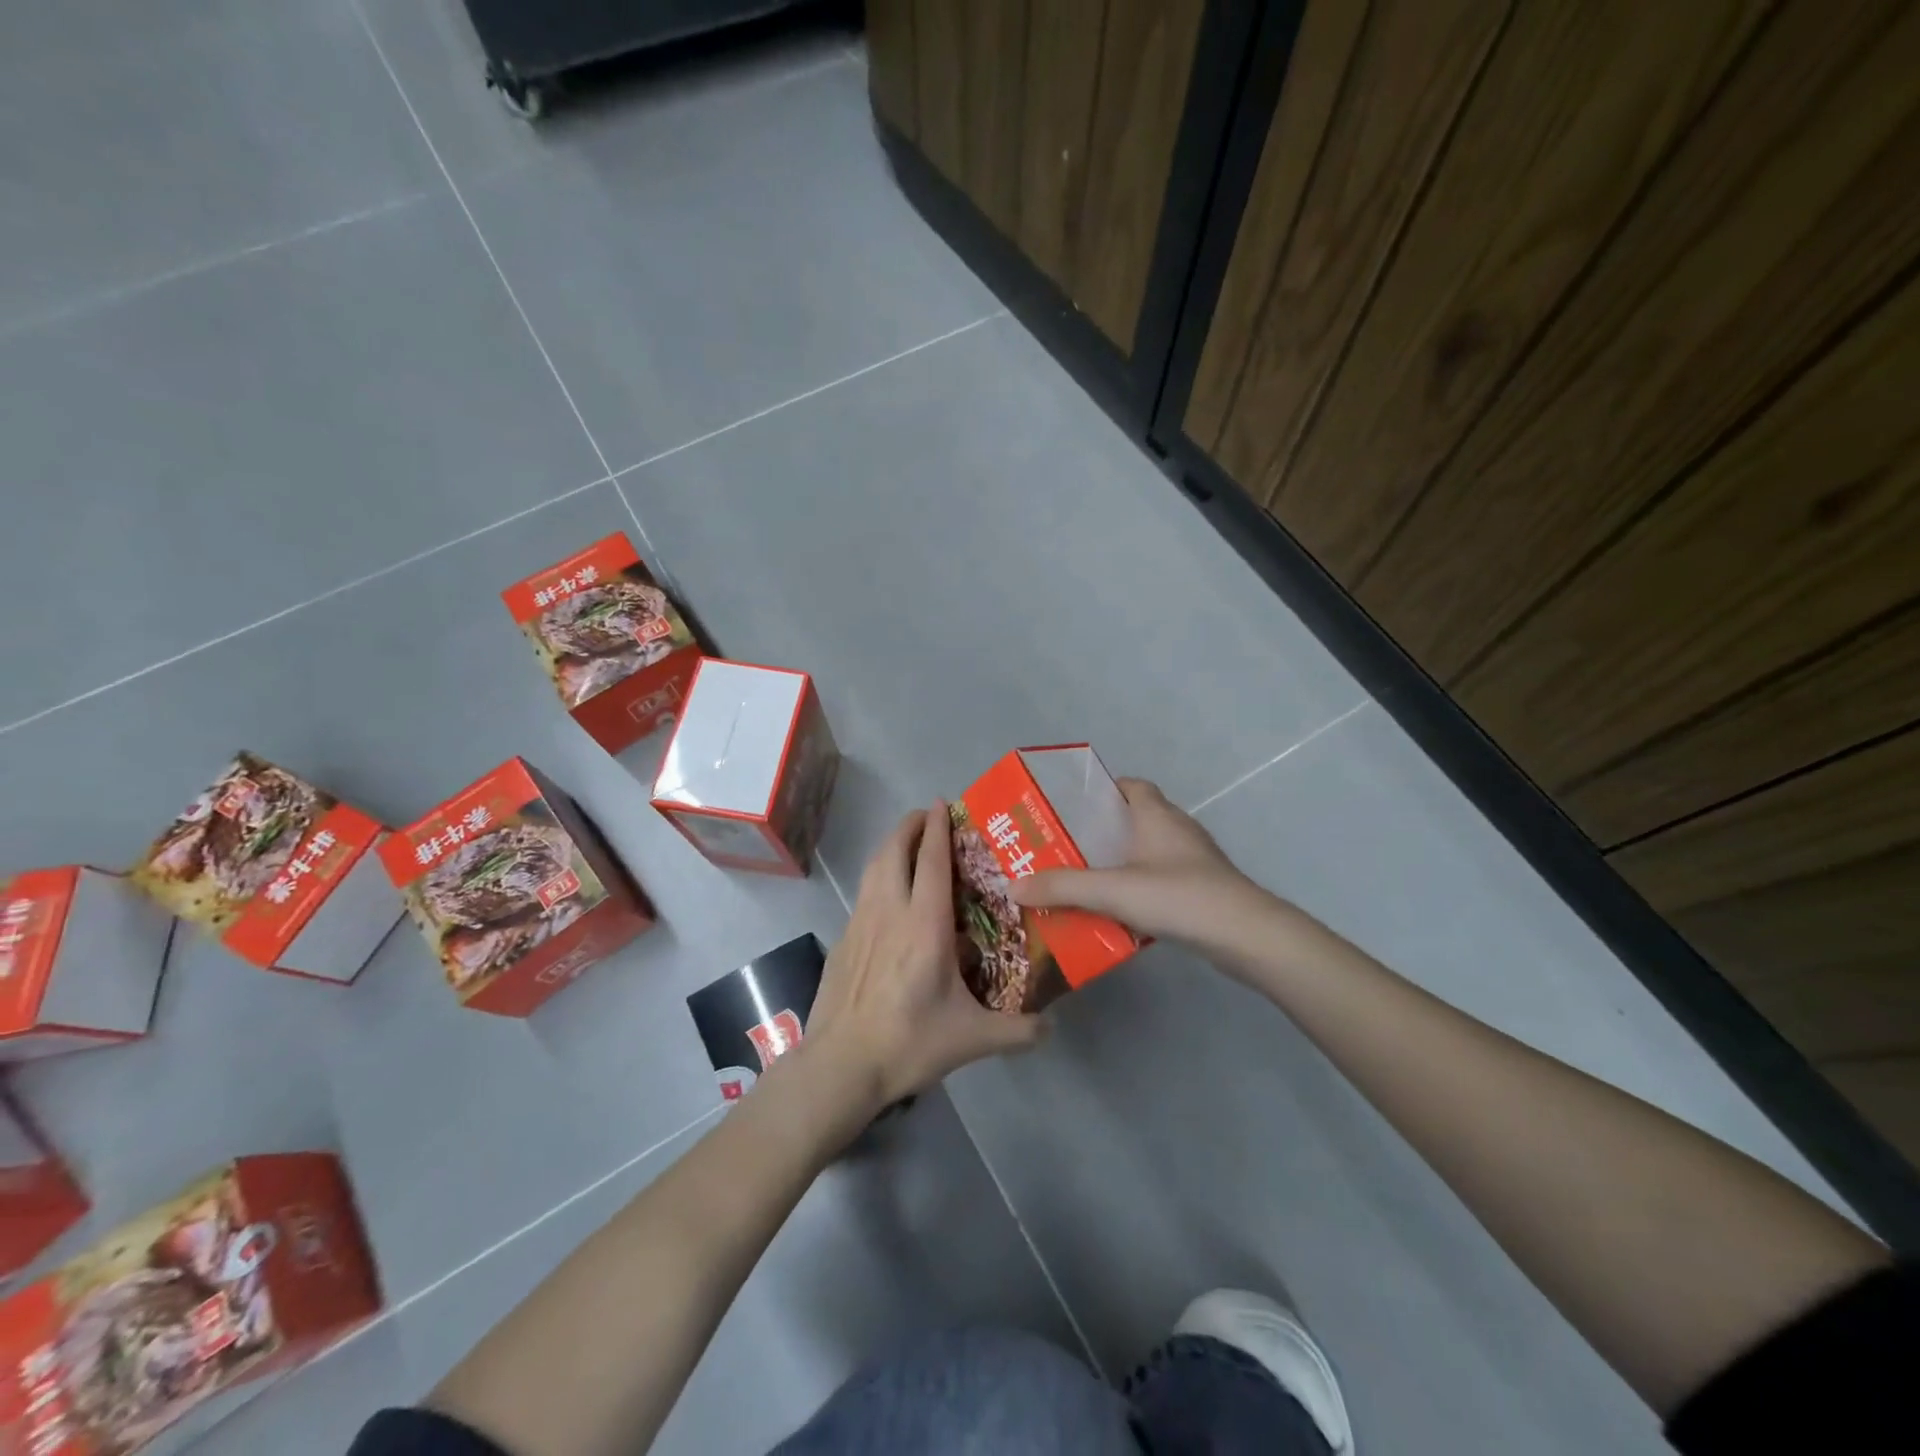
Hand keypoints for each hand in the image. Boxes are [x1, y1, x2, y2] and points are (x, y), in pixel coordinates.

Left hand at [805, 803, 1045, 1110]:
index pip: (931, 861)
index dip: (937, 828)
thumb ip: (1018, 1031)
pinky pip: (863, 895)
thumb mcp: (972, 1039)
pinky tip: (887, 899)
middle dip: (909, 826)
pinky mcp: (841, 941)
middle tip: (926, 816)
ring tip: (907, 844)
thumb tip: (1052, 1027)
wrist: (841, 1065)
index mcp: (924, 925)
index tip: (942, 803)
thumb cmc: (909, 1043)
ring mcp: (860, 924)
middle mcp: (889, 912)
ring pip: (873, 868)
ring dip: (890, 846)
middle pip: (894, 851)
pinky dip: (878, 879)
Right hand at [1010, 778, 1272, 948]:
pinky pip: (1159, 879)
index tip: (1071, 807)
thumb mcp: (1113, 890)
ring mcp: (1193, 861)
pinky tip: (1116, 910)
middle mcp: (1176, 830)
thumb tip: (1013, 885)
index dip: (1102, 790)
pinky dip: (1137, 887)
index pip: (1129, 786)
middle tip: (1063, 847)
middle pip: (1134, 819)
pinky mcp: (1201, 890)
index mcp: (1156, 815)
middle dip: (1100, 831)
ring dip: (1118, 862)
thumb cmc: (1179, 896)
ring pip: (1146, 852)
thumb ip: (1062, 887)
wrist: (1246, 937)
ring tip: (1082, 879)